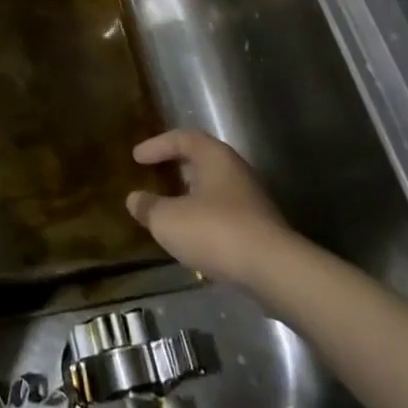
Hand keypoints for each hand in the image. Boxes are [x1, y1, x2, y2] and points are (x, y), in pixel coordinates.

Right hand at [126, 129, 292, 287]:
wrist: (273, 270)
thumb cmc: (216, 231)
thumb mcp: (169, 220)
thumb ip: (148, 207)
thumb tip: (134, 199)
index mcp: (214, 156)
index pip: (182, 138)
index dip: (157, 145)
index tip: (136, 157)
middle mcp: (235, 170)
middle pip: (201, 160)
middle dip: (176, 168)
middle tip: (154, 176)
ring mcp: (251, 199)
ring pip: (213, 188)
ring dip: (190, 195)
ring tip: (169, 210)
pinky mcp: (259, 227)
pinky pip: (223, 213)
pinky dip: (203, 218)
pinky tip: (192, 237)